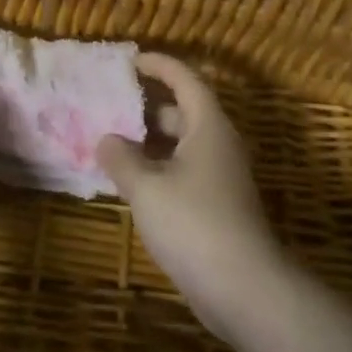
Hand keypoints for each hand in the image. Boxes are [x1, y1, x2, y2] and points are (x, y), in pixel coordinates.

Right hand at [97, 54, 284, 347]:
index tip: (130, 61)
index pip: (184, 79)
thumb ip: (121, 158)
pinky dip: (158, 168)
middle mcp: (217, 144)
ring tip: (113, 142)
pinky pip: (183, 172)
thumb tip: (106, 139)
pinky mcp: (217, 207)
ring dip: (149, 140)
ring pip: (182, 145)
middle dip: (148, 105)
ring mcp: (220, 178)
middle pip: (183, 111)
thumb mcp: (146, 187)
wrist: (246, 290)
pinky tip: (132, 183)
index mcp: (207, 126)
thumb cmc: (194, 223)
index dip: (158, 65)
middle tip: (112, 103)